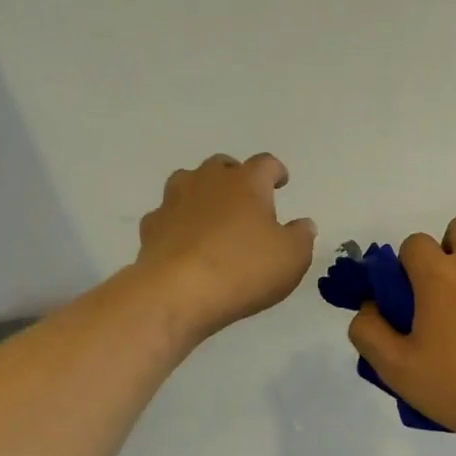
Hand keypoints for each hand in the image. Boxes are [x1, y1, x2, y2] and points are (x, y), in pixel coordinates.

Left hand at [136, 153, 316, 341]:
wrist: (177, 292)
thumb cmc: (243, 269)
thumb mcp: (292, 257)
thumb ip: (301, 236)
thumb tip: (303, 224)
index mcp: (247, 182)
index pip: (265, 163)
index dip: (275, 171)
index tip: (280, 181)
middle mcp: (208, 181)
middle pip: (222, 165)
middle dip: (235, 176)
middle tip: (245, 197)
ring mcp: (174, 201)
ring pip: (188, 181)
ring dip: (201, 192)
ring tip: (211, 213)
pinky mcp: (151, 226)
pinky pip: (166, 215)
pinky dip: (176, 222)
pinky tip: (183, 239)